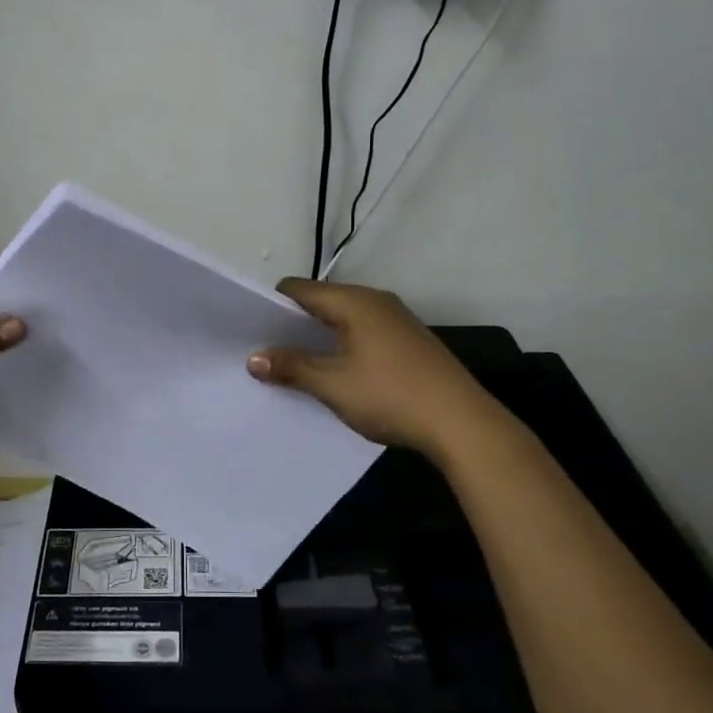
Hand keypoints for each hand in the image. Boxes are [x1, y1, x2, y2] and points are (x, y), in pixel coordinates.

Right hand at [247, 278, 506, 460]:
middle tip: (269, 353)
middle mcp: (376, 301)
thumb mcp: (332, 385)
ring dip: (320, 339)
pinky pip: (364, 334)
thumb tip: (254, 358)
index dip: (272, 306)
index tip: (252, 331)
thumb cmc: (390, 396)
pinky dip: (344, 347)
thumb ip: (292, 367)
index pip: (299, 289)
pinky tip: (339, 375)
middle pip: (322, 302)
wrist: (461, 423)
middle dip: (294, 325)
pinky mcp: (410, 342)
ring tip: (298, 367)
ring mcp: (397, 320)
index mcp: (354, 302)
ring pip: (344, 320)